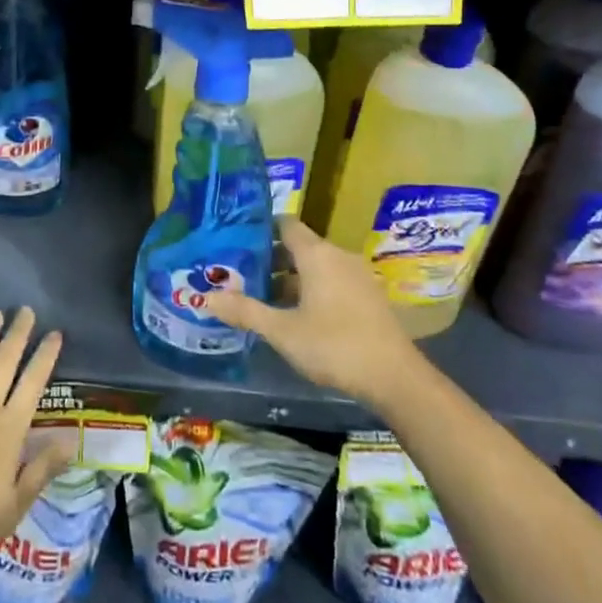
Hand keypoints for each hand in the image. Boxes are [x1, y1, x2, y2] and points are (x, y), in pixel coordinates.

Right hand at [202, 217, 422, 409]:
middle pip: (299, 246)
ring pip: (316, 266)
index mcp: (317, 254)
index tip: (236, 239)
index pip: (285, 224)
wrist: (396, 378)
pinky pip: (332, 281)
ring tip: (263, 296)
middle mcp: (338, 256)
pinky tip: (296, 314)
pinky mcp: (368, 297)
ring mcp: (357, 276)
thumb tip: (206, 297)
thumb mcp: (283, 331)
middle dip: (270, 258)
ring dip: (290, 277)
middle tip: (241, 272)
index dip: (261, 228)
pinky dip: (312, 289)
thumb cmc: (334, 346)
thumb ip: (245, 311)